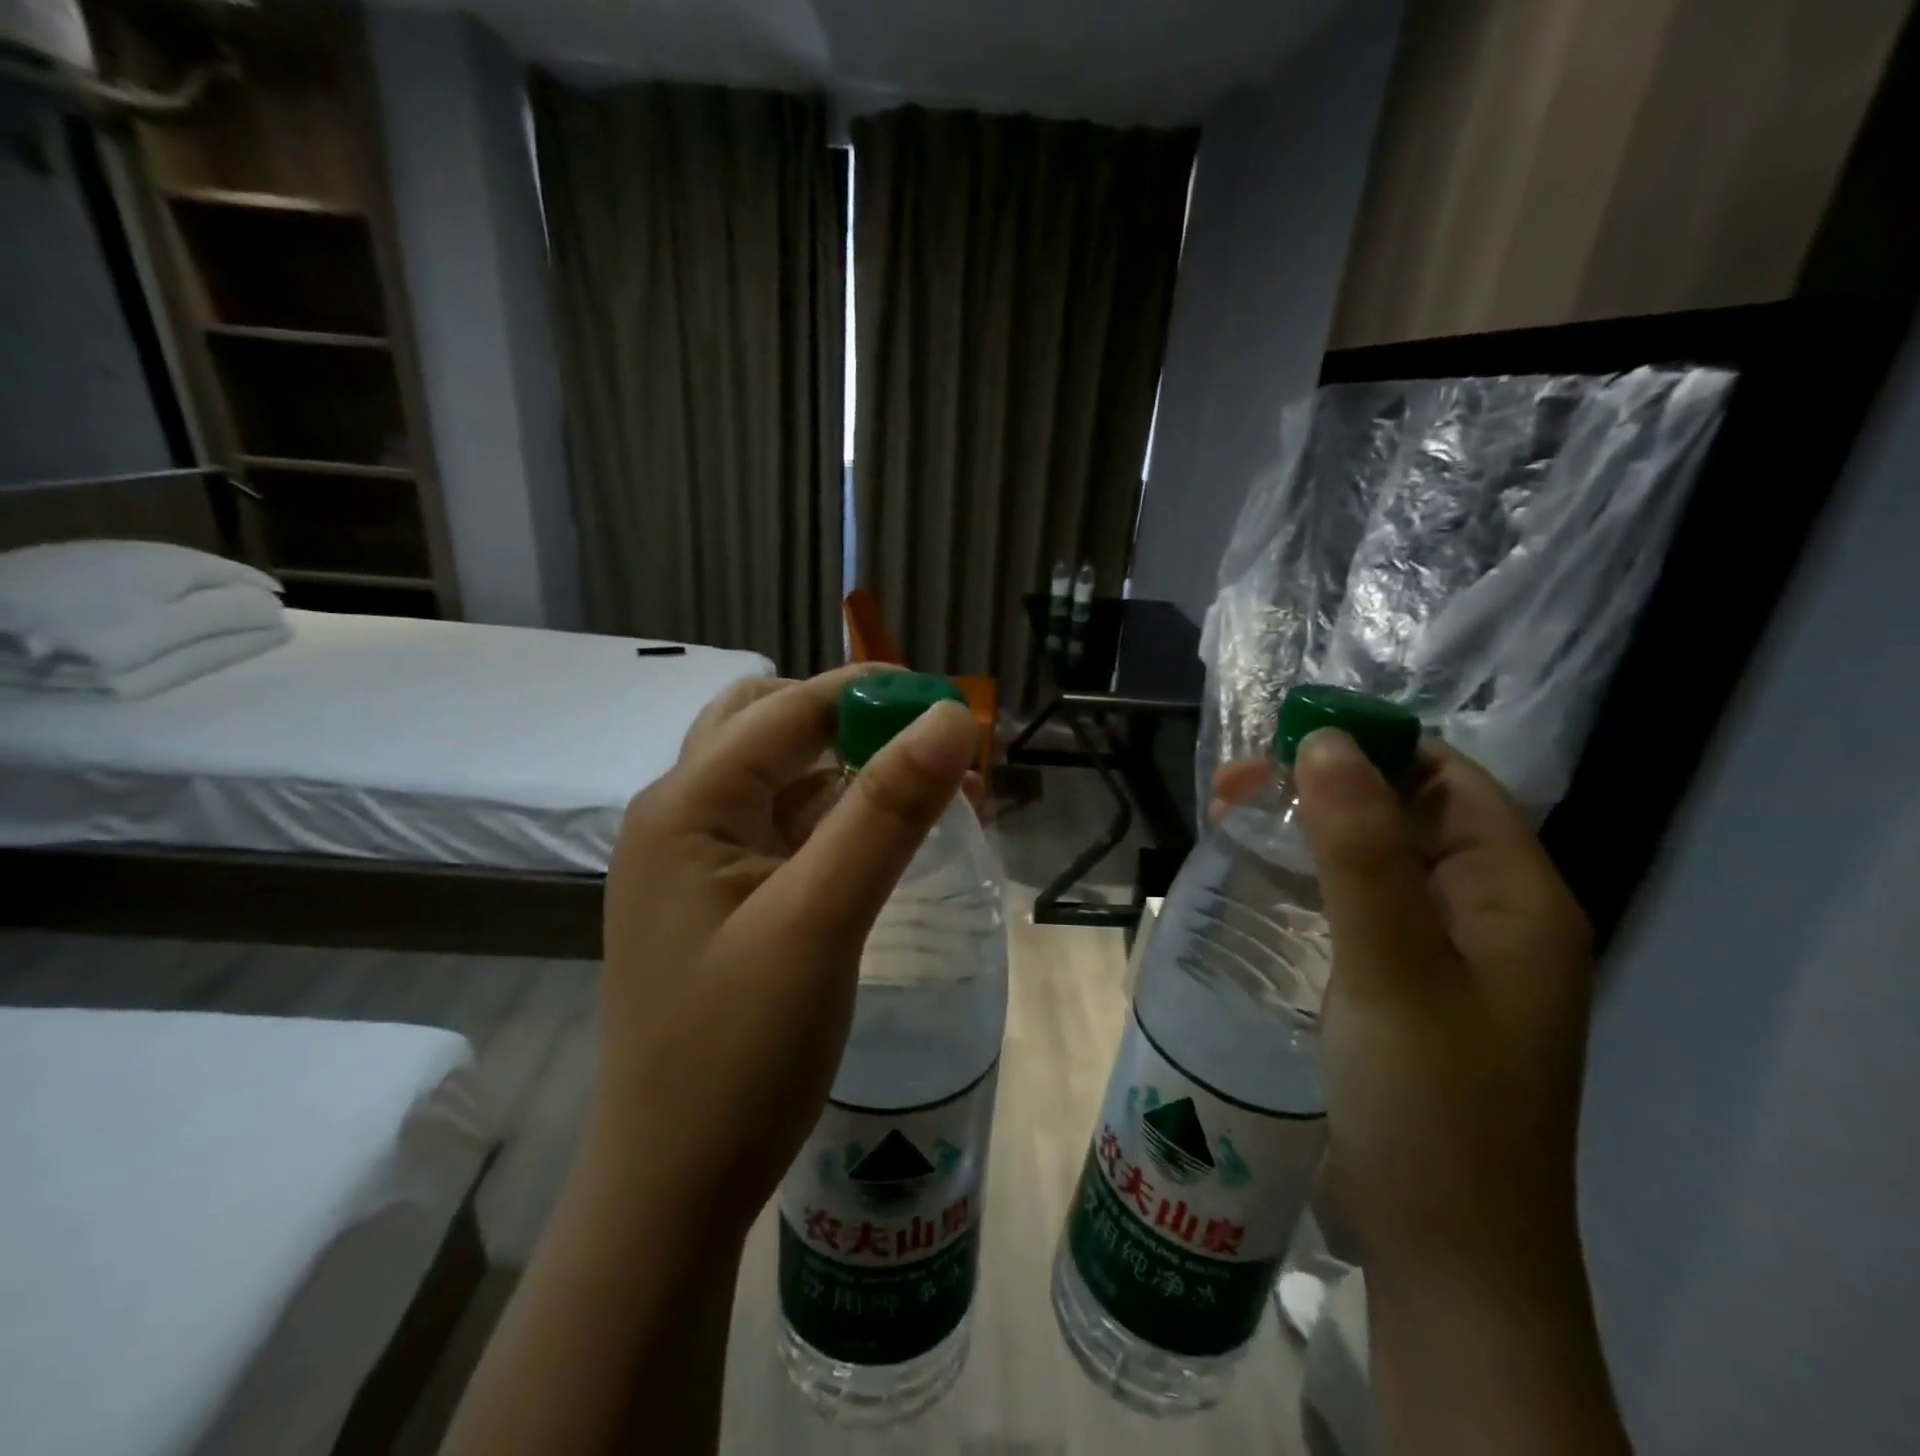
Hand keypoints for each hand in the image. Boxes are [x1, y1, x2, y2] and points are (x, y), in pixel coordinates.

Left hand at [594, 665, 981, 1231]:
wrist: (675, 1185)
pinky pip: (785, 832)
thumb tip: (952, 718)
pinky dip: (838, 820)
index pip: (789, 709)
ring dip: (851, 770)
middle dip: (852, 722)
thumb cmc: (740, 1052)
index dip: (871, 694)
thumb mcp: (821, 919)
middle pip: (770, 727)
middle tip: (927, 748)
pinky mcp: (722, 901)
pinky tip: (888, 839)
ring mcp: (698, 862)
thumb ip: (886, 811)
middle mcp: (683, 817)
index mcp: (687, 805)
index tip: (952, 706)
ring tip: (928, 788)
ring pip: (781, 780)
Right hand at [1214, 734, 1593, 1287]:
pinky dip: (1303, 883)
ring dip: (1303, 834)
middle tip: (1233, 787)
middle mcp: (1484, 916)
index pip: (1447, 781)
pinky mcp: (1396, 990)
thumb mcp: (1395, 968)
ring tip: (1226, 818)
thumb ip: (1362, 852)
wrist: (1442, 1255)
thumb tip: (1325, 741)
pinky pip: (1350, 909)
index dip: (1372, 748)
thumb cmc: (1432, 1105)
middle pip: (1402, 818)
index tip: (1285, 741)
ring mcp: (1438, 956)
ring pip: (1368, 863)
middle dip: (1320, 790)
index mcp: (1515, 897)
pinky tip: (1253, 881)